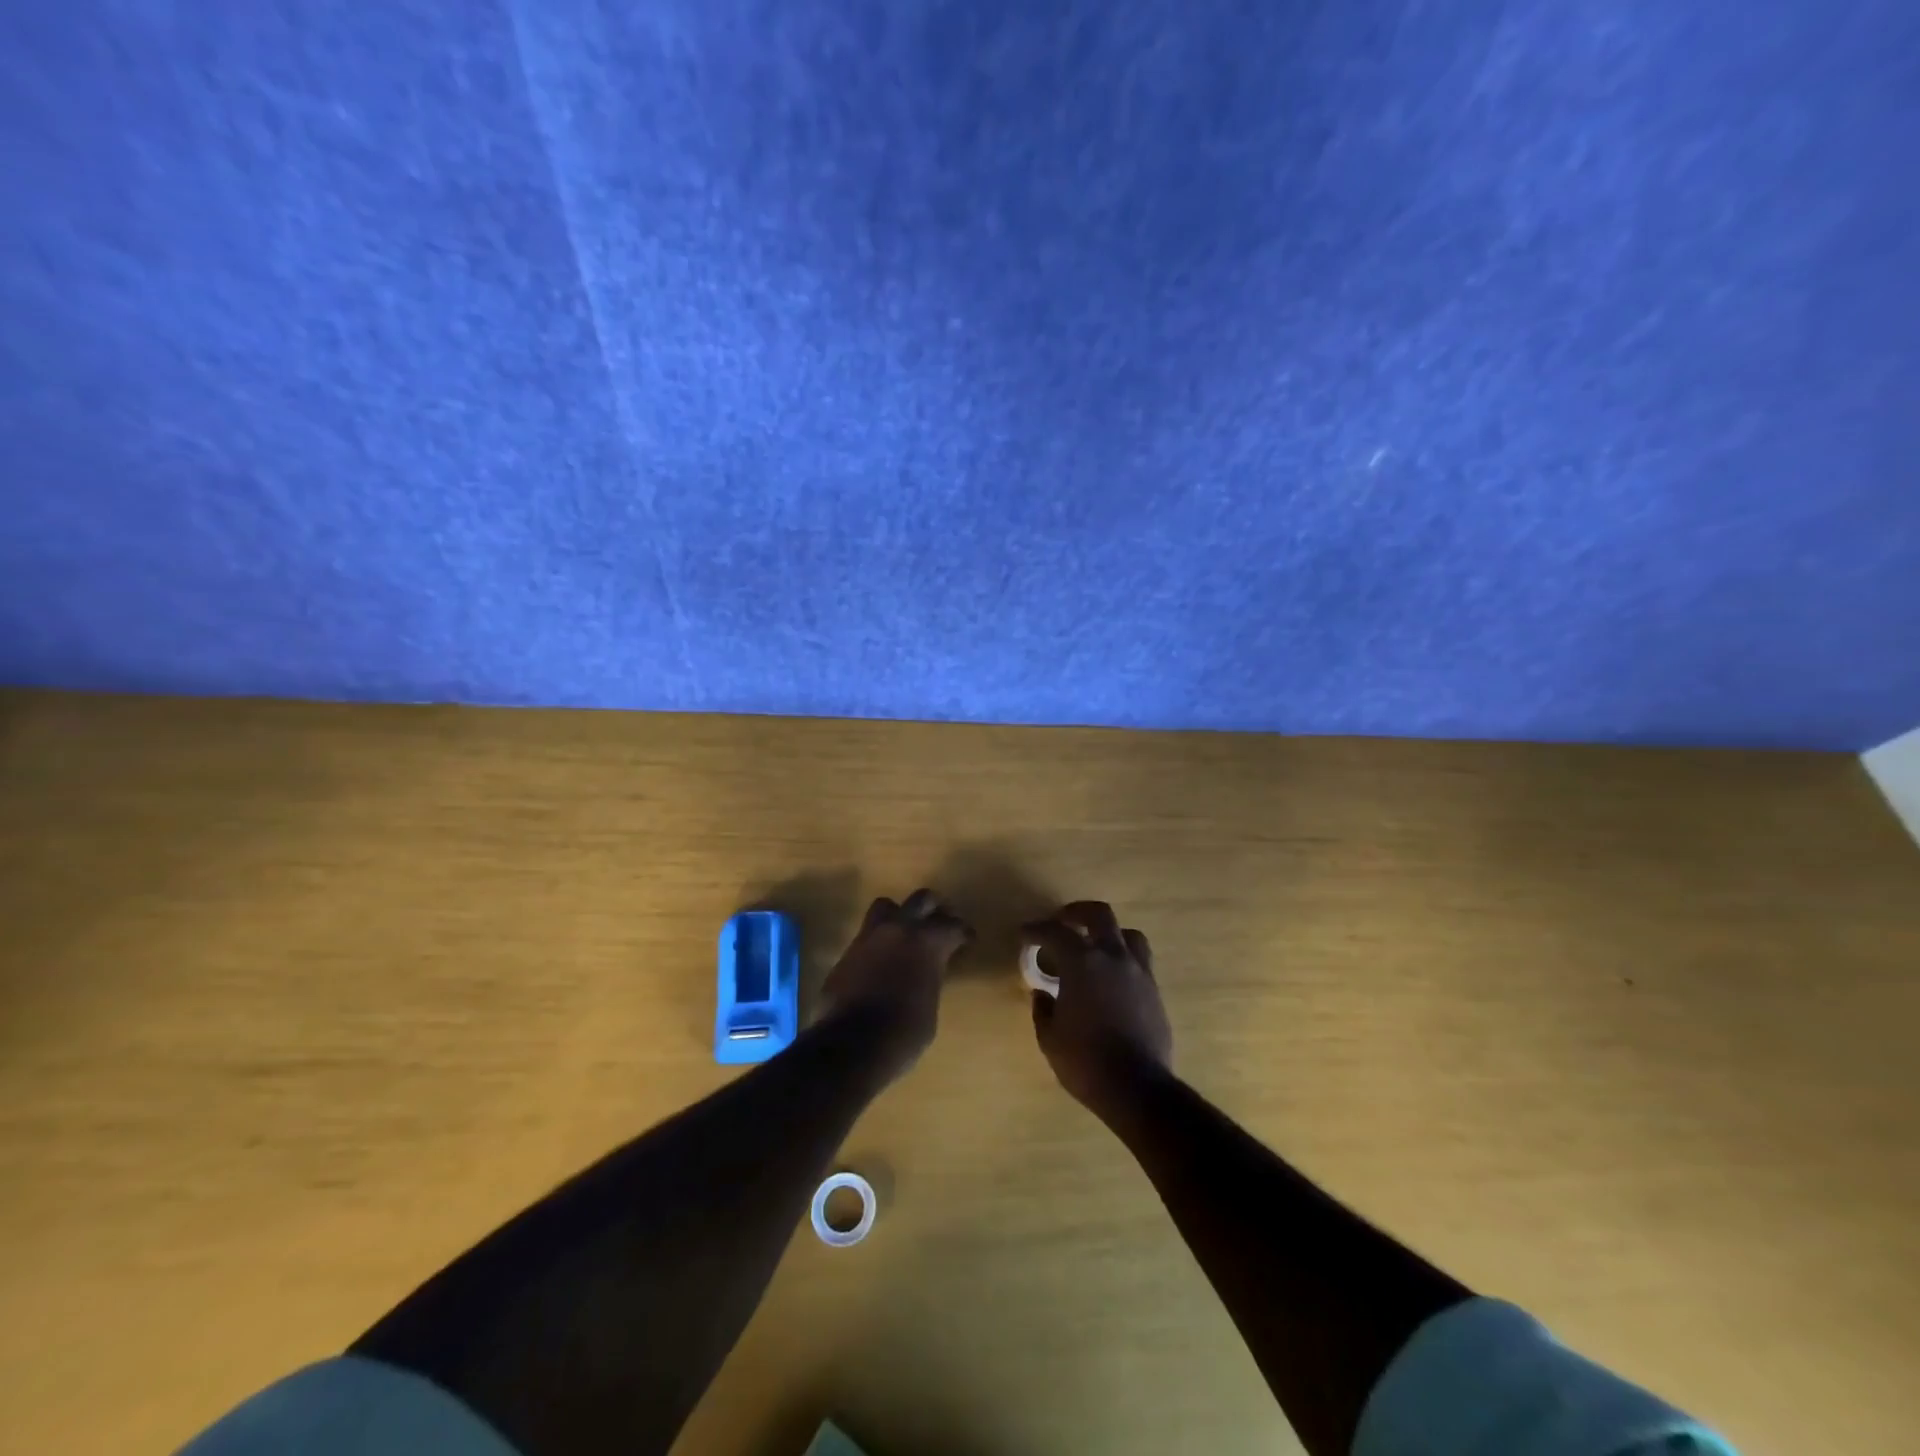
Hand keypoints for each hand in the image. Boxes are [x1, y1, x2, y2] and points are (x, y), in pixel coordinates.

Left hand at [823, 889, 971, 1072]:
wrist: (852, 1044)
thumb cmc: (904, 1033)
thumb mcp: (930, 1006)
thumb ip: (929, 979)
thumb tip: (924, 974)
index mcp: (928, 942)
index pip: (952, 926)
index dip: (963, 932)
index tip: (968, 940)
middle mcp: (899, 929)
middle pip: (921, 899)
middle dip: (935, 908)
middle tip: (941, 921)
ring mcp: (869, 937)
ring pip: (886, 906)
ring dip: (899, 915)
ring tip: (906, 931)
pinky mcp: (847, 952)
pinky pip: (867, 935)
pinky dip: (878, 941)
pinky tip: (882, 959)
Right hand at [1026, 901, 1172, 1116]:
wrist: (1137, 1088)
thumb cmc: (1085, 1061)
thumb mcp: (1050, 1038)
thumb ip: (1044, 1009)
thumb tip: (1043, 994)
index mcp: (1082, 962)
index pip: (1054, 932)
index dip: (1036, 929)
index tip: (1025, 934)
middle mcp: (1113, 957)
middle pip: (1099, 914)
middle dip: (1077, 912)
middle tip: (1063, 921)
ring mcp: (1139, 972)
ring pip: (1128, 934)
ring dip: (1109, 933)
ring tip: (1095, 946)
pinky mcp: (1155, 991)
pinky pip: (1140, 961)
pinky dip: (1123, 960)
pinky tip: (1112, 978)